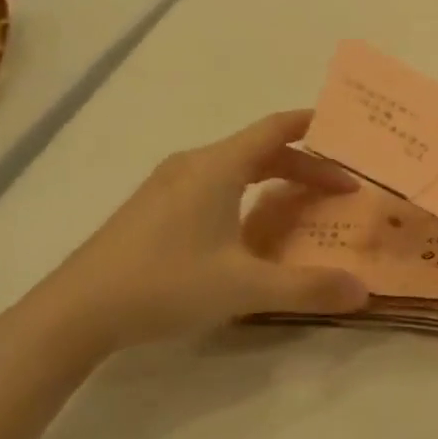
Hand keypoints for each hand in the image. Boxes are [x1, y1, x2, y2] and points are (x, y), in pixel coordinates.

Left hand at [25, 111, 367, 355]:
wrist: (73, 312)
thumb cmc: (164, 284)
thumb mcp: (243, 287)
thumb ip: (306, 287)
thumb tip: (364, 291)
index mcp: (218, 166)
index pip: (277, 128)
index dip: (315, 126)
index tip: (349, 132)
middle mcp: (194, 164)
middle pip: (261, 149)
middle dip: (304, 165)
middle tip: (340, 189)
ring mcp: (168, 184)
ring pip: (235, 166)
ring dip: (274, 178)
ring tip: (301, 204)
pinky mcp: (152, 207)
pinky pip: (213, 183)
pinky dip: (246, 192)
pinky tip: (247, 228)